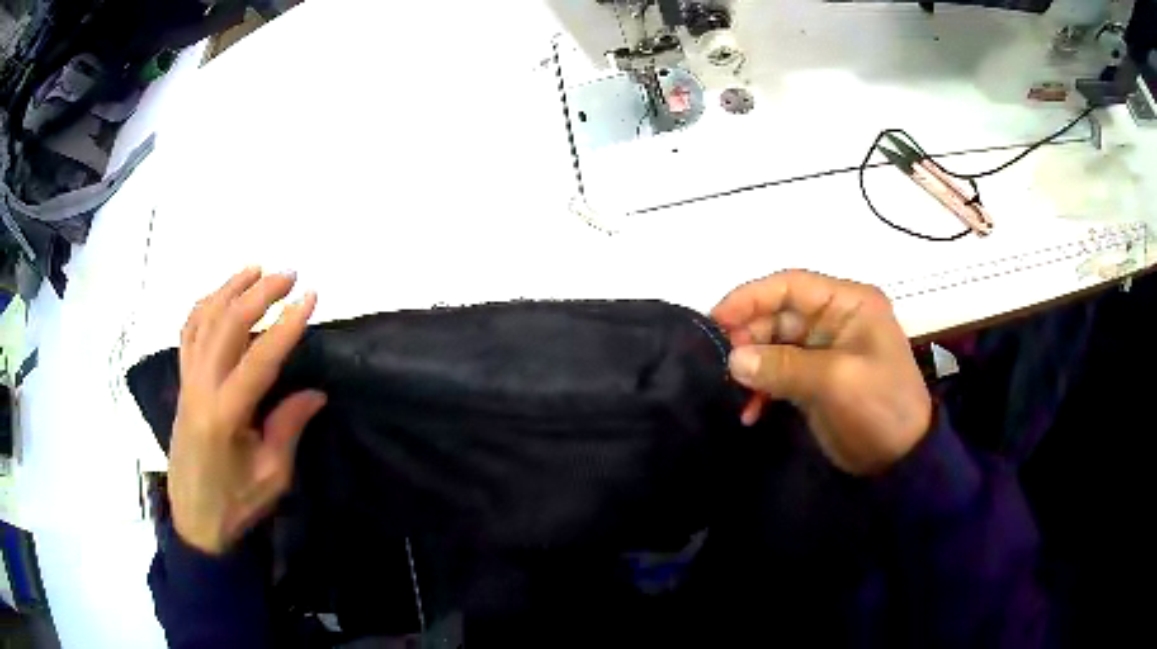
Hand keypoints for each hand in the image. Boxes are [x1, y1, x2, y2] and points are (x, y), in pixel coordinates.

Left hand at [169, 268, 325, 554]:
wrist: (194, 520)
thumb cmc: (235, 505)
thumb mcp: (271, 477)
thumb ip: (288, 428)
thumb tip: (314, 391)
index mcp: (224, 416)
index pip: (258, 360)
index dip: (285, 327)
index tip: (310, 298)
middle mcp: (200, 389)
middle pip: (226, 326)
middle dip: (258, 294)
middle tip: (289, 276)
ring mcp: (186, 382)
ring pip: (203, 320)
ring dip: (230, 290)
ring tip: (256, 270)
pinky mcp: (181, 383)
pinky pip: (188, 333)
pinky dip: (204, 306)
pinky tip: (220, 295)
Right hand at [712, 271, 931, 475]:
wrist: (901, 460)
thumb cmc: (879, 407)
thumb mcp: (835, 382)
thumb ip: (783, 366)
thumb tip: (733, 358)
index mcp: (848, 303)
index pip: (791, 286)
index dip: (751, 297)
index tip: (715, 320)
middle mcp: (835, 319)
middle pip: (779, 315)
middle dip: (749, 336)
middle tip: (720, 362)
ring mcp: (825, 350)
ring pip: (774, 345)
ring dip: (753, 366)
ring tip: (733, 389)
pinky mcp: (816, 379)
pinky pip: (779, 373)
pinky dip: (763, 389)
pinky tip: (751, 412)